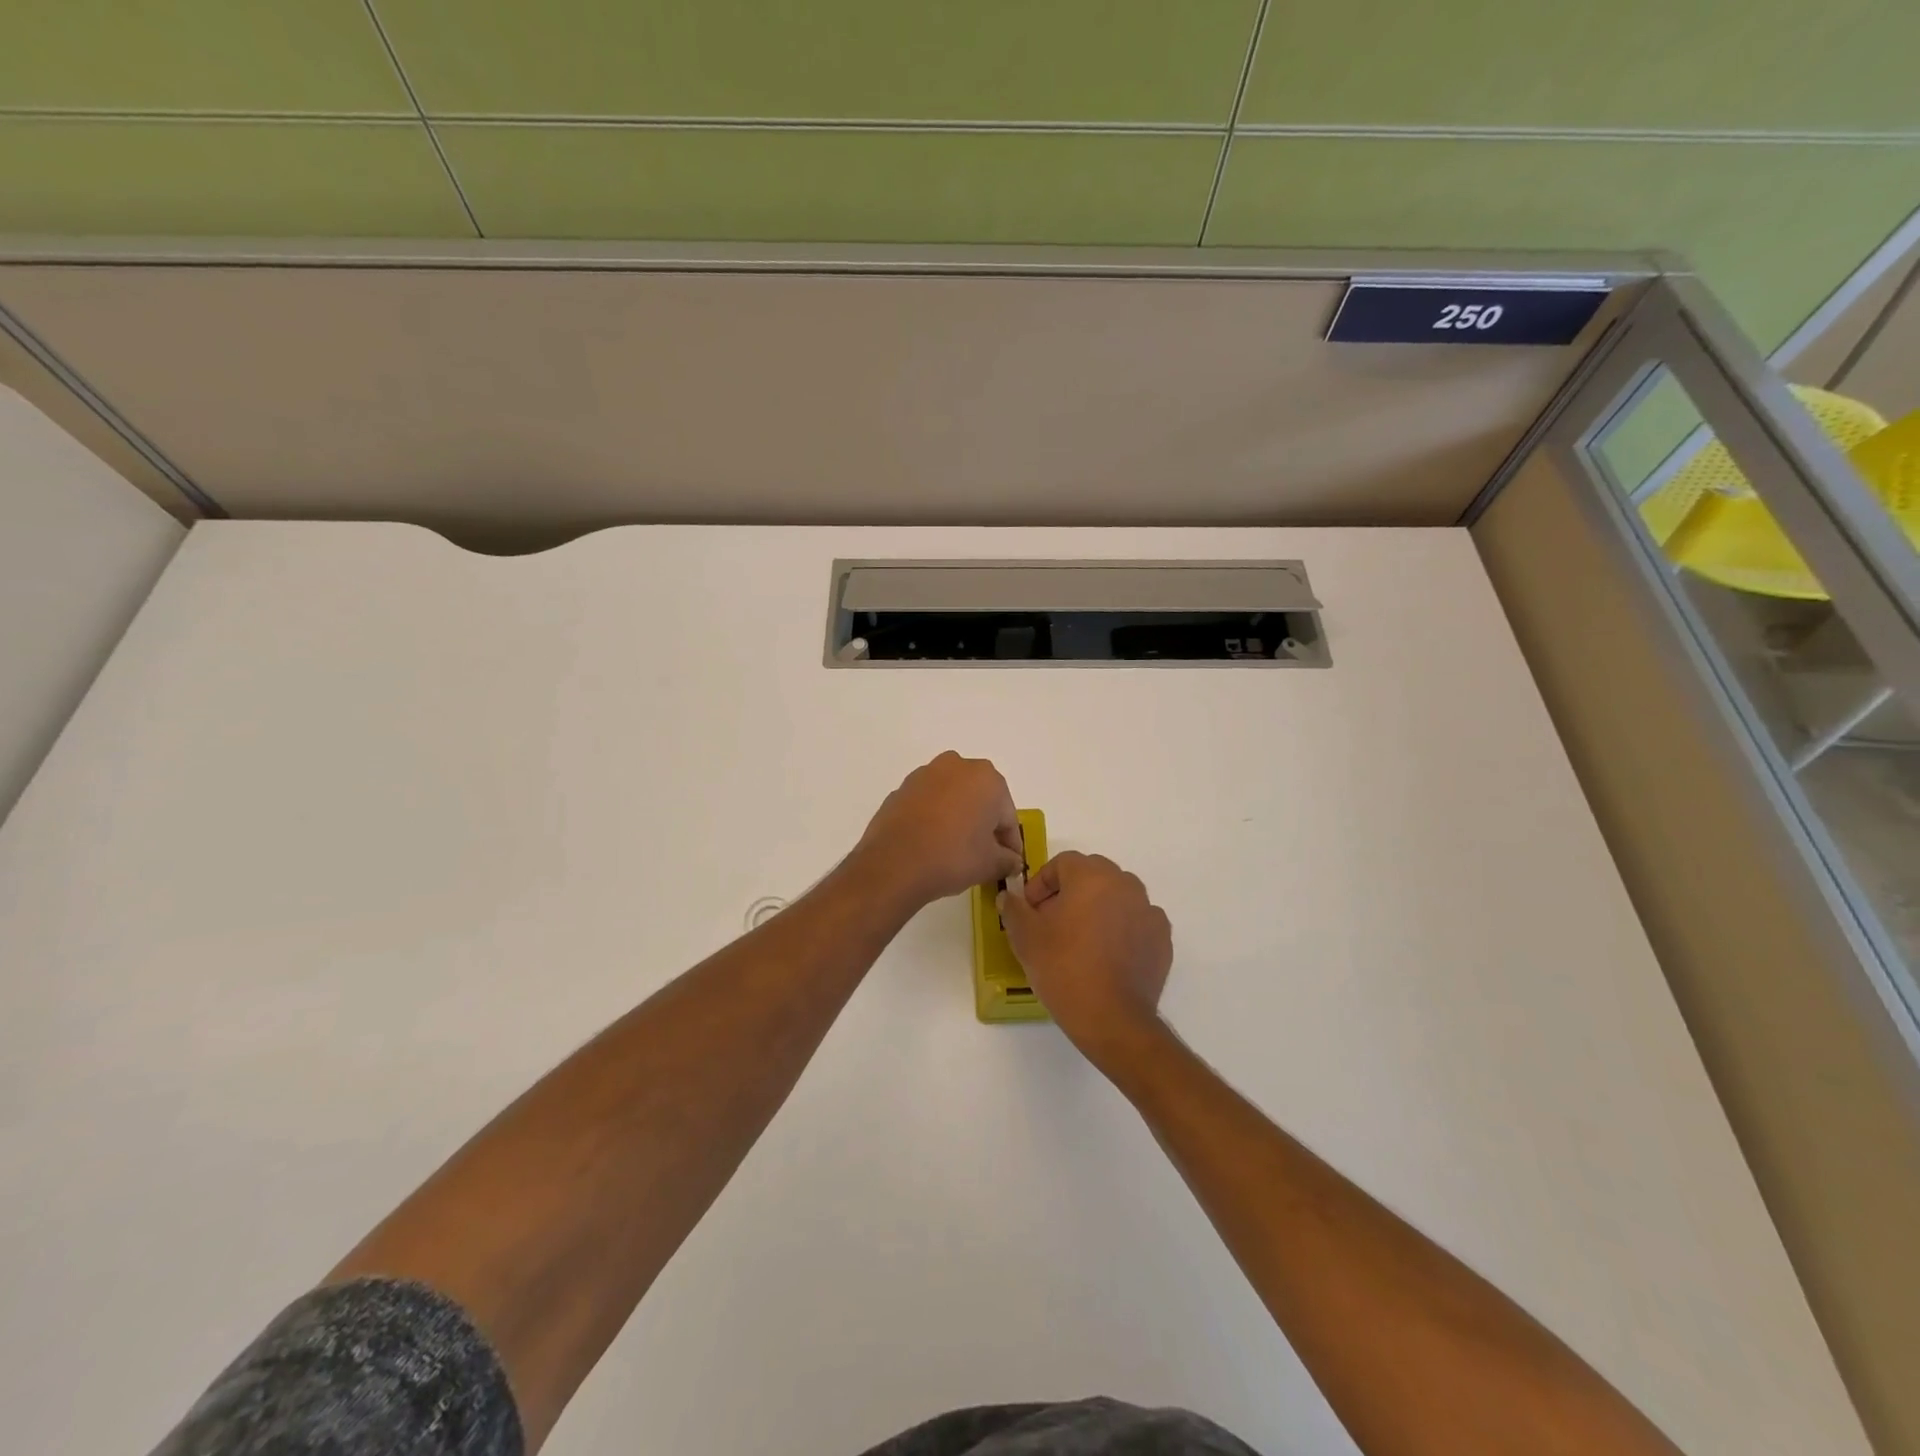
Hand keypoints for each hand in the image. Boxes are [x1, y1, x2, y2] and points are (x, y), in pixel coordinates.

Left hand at [854, 752, 1025, 909]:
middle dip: (984, 824)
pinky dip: (934, 819)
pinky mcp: (901, 789)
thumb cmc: (953, 857)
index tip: (1009, 863)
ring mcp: (924, 775)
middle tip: (984, 855)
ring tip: (955, 850)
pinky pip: (928, 804)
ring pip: (953, 798)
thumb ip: (1008, 860)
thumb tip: (1012, 862)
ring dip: (958, 818)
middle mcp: (957, 766)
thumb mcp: (991, 864)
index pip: (1007, 816)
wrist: (894, 864)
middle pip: (980, 799)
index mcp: (987, 778)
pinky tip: (931, 843)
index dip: (1010, 842)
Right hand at [1000, 852, 1172, 1072]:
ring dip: (1098, 908)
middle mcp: (1125, 884)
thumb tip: (1009, 897)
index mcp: (1091, 876)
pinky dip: (1122, 929)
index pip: (1063, 863)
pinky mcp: (1162, 938)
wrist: (1112, 1019)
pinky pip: (1136, 921)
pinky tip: (1108, 955)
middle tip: (1053, 922)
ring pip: (1117, 896)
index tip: (1031, 910)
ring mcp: (1148, 910)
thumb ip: (1014, 909)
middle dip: (1070, 892)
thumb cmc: (1063, 969)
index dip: (1042, 883)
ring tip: (1081, 940)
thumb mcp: (1025, 937)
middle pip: (1092, 875)